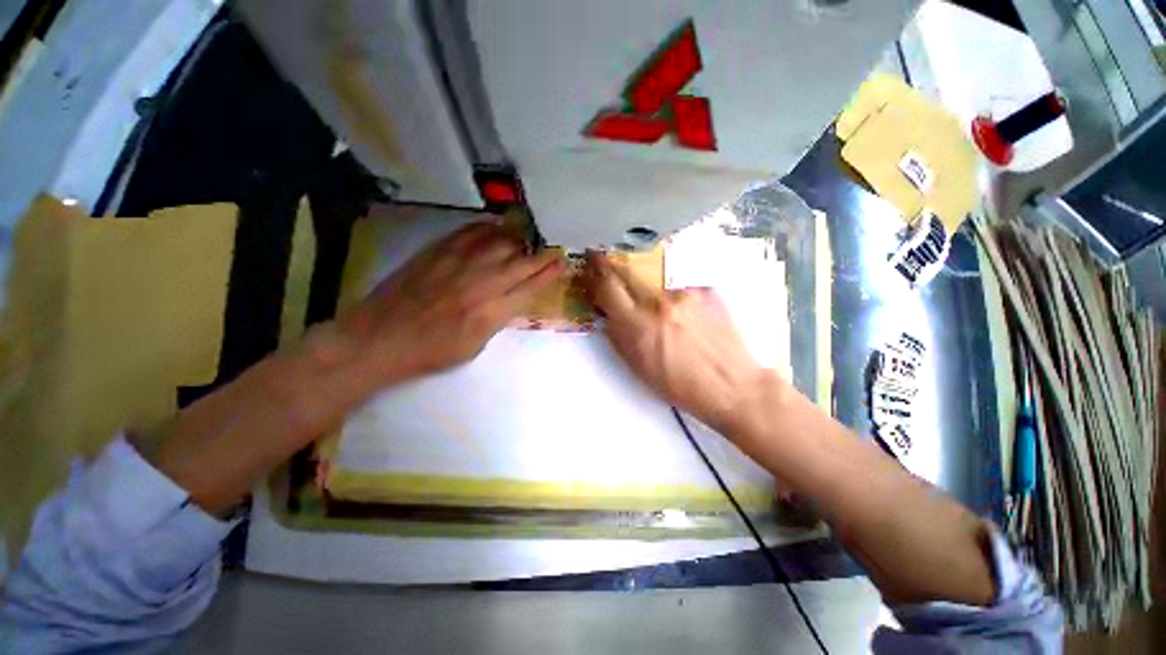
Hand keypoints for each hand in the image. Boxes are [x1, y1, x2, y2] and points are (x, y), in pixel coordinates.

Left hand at [317, 222, 563, 388]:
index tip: (561, 262)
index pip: (531, 287)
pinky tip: (497, 227)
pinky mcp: (438, 251)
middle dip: (542, 254)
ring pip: (499, 242)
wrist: (380, 338)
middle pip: (521, 262)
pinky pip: (470, 232)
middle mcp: (481, 283)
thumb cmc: (431, 352)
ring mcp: (459, 263)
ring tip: (530, 236)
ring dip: (519, 238)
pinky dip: (488, 228)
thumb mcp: (475, 346)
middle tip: (554, 246)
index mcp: (491, 312)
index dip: (549, 274)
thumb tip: (511, 299)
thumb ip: (497, 319)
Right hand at [583, 251, 781, 435]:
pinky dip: (670, 290)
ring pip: (652, 276)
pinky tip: (679, 307)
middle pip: (626, 270)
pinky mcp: (705, 290)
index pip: (607, 287)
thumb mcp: (638, 367)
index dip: (594, 273)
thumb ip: (617, 336)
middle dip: (610, 263)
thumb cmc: (679, 385)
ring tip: (649, 295)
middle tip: (603, 258)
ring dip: (642, 279)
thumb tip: (607, 313)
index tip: (589, 263)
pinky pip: (678, 283)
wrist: (730, 385)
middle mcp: (659, 302)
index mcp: (638, 325)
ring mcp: (684, 292)